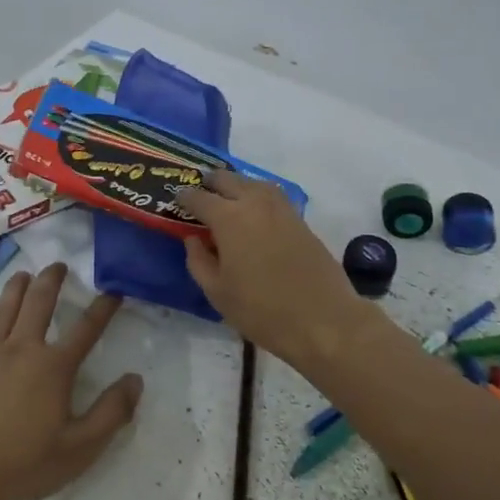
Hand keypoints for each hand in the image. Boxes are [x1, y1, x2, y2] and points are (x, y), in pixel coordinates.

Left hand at [0, 264, 142, 499]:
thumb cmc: (23, 464)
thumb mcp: (79, 449)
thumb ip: (111, 413)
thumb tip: (135, 380)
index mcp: (53, 366)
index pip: (86, 328)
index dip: (103, 308)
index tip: (114, 291)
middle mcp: (22, 349)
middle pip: (39, 302)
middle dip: (52, 279)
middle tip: (60, 265)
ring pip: (5, 307)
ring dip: (18, 286)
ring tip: (25, 274)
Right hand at [179, 172, 375, 368]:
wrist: (323, 319)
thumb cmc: (262, 310)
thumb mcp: (217, 292)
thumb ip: (198, 261)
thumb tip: (194, 239)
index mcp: (229, 218)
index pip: (199, 198)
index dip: (184, 198)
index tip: (176, 201)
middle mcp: (254, 203)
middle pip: (227, 180)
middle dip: (210, 183)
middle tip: (200, 195)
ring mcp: (281, 209)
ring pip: (253, 183)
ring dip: (236, 185)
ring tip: (227, 199)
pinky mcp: (300, 220)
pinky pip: (272, 196)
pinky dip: (258, 196)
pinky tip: (254, 213)